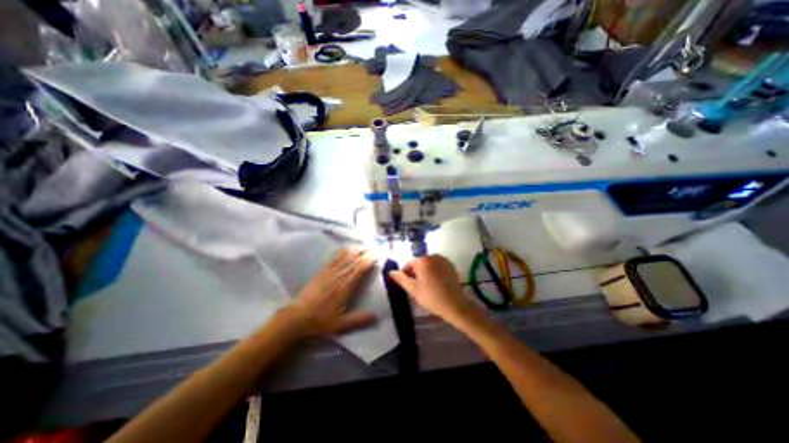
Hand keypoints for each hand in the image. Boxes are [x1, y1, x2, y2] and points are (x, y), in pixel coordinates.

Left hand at [288, 248, 377, 337]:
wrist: (297, 317)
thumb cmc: (320, 321)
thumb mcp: (341, 324)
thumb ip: (359, 319)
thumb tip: (376, 316)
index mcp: (346, 287)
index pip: (360, 269)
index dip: (369, 261)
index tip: (377, 255)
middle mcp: (339, 276)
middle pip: (354, 260)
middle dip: (365, 253)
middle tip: (374, 248)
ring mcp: (330, 272)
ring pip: (345, 257)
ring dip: (355, 250)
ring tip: (363, 246)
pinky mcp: (322, 271)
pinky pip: (334, 258)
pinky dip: (342, 252)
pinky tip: (346, 248)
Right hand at [388, 255, 480, 323]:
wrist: (455, 304)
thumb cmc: (431, 297)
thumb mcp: (413, 289)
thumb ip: (401, 279)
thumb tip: (391, 272)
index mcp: (422, 260)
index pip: (409, 265)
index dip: (406, 275)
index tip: (408, 286)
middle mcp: (433, 256)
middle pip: (419, 263)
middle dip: (416, 273)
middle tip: (417, 288)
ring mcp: (443, 260)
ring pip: (428, 265)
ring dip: (425, 272)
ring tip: (427, 286)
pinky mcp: (450, 265)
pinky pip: (438, 266)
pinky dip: (435, 272)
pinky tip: (437, 284)